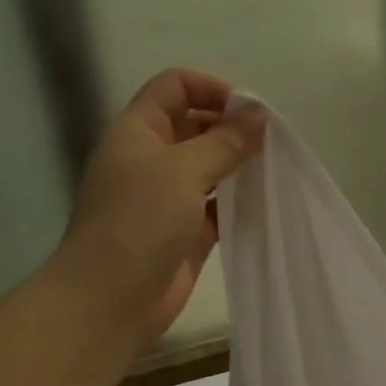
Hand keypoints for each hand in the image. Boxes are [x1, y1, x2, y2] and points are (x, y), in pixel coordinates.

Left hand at [56, 69, 264, 345]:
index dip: (212, 88)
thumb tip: (259, 115)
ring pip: (209, 167)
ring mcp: (167, 197)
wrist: (111, 298)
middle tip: (270, 144)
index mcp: (138, 130)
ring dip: (238, 165)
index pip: (175, 86)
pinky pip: (216, 206)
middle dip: (231, 127)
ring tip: (273, 170)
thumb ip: (225, 141)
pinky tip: (264, 203)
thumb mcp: (184, 170)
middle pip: (195, 124)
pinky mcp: (185, 232)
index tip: (250, 112)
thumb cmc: (140, 221)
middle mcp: (151, 158)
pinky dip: (237, 201)